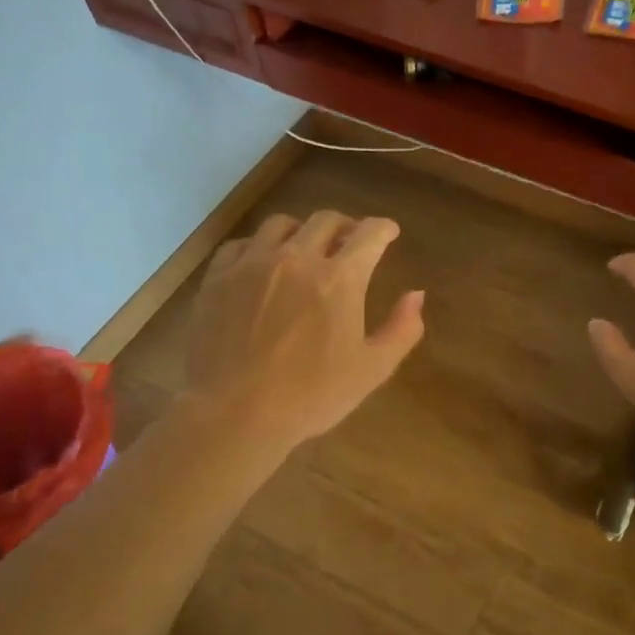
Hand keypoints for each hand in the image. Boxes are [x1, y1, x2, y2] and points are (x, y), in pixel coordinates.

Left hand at [182, 211, 424, 450]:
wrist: (233, 414)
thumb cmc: (310, 396)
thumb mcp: (372, 370)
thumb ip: (402, 329)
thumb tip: (416, 295)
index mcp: (340, 278)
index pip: (369, 234)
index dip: (383, 229)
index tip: (388, 232)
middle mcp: (297, 258)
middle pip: (325, 220)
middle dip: (345, 226)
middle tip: (350, 241)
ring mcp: (252, 264)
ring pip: (280, 224)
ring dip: (301, 231)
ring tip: (304, 248)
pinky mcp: (218, 278)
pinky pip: (241, 245)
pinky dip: (258, 247)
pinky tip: (261, 265)